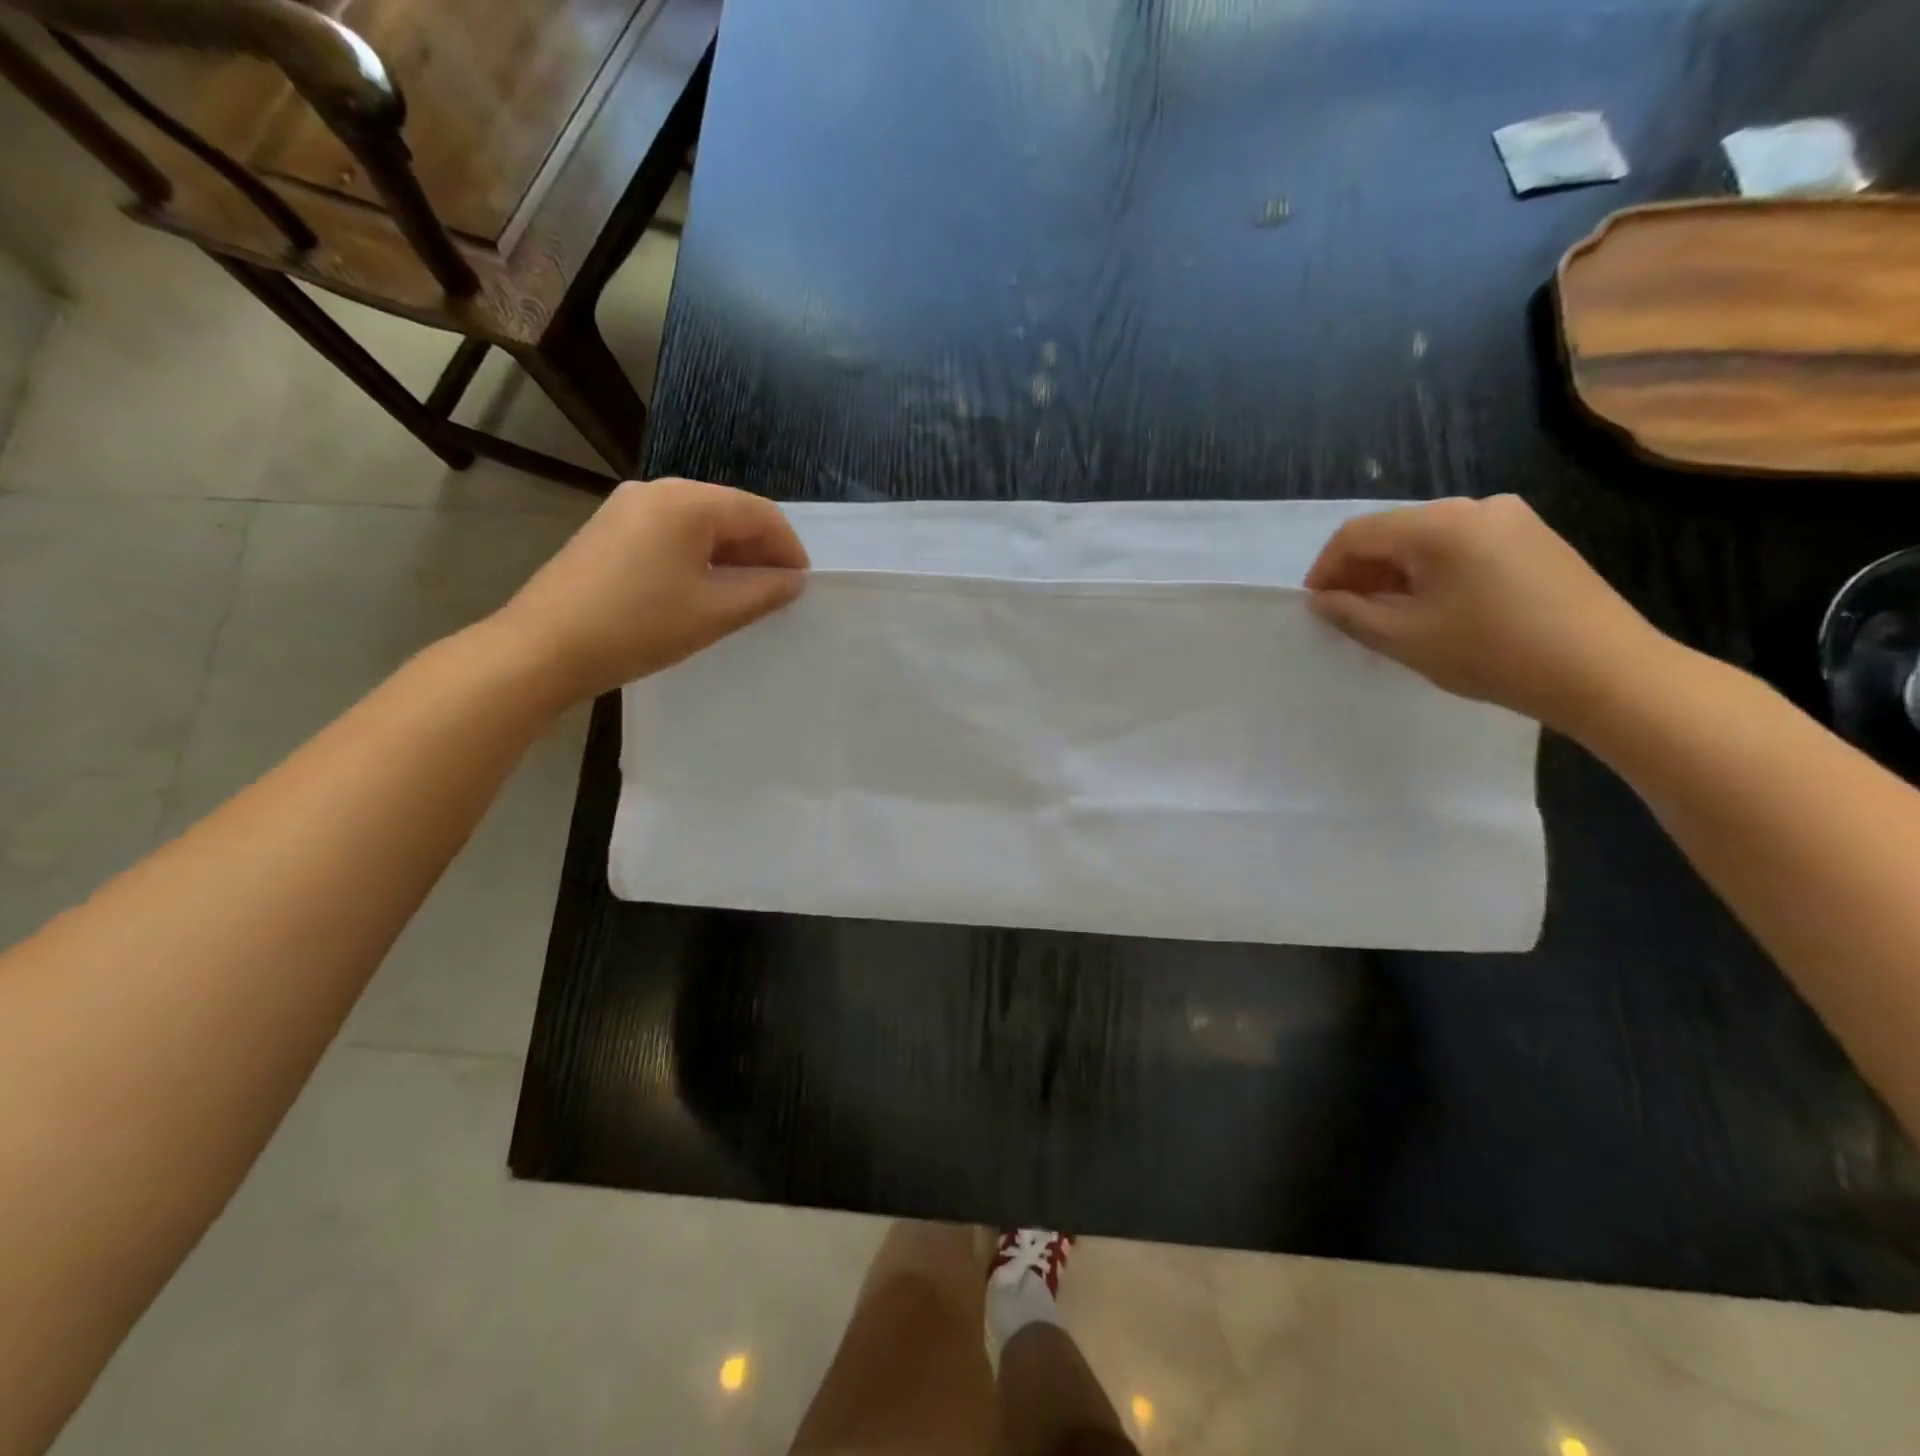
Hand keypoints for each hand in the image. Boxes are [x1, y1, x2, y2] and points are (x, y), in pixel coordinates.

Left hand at [489, 477, 808, 704]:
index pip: (759, 513)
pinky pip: (670, 533)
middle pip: (728, 512)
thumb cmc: (639, 627)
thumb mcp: (714, 613)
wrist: (543, 648)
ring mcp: (627, 507)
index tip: (801, 585)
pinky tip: (701, 589)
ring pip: (699, 523)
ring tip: (743, 595)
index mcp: (687, 501)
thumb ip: (764, 591)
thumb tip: (793, 579)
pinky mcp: (609, 529)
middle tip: (777, 592)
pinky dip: (697, 556)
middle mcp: (657, 491)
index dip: (789, 548)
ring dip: (729, 554)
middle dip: (760, 550)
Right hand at [1304, 495, 1665, 731]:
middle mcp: (1474, 506)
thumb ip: (1351, 613)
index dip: (1326, 568)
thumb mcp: (1404, 638)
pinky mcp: (1535, 539)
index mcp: (1437, 524)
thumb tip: (1321, 599)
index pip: (1356, 534)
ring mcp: (1511, 519)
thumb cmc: (1490, 652)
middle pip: (1394, 531)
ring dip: (1397, 573)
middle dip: (1361, 571)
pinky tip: (1436, 608)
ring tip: (1390, 615)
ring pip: (1429, 540)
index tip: (1316, 606)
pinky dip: (1434, 573)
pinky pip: (1464, 547)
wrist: (1605, 671)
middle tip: (1348, 614)